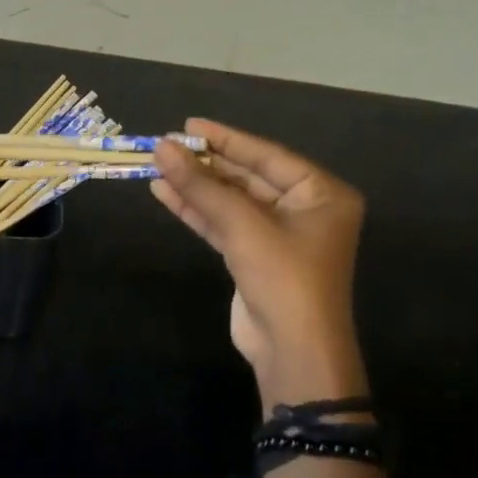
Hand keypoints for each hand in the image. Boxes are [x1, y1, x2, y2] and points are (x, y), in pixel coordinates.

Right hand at [152, 119, 368, 408]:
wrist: (293, 352)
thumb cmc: (283, 277)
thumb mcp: (242, 225)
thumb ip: (201, 185)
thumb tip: (161, 147)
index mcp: (321, 194)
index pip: (267, 155)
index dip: (225, 138)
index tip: (188, 124)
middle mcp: (305, 209)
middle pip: (247, 176)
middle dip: (206, 164)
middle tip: (166, 146)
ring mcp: (279, 235)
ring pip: (231, 201)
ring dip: (196, 186)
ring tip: (157, 165)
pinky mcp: (255, 257)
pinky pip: (224, 223)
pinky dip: (196, 210)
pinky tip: (164, 192)